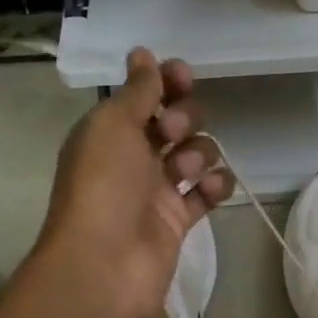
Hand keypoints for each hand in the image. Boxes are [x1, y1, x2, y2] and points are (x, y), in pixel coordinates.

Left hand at [30, 48, 233, 317]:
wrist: (104, 264)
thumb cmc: (104, 185)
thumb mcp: (113, 125)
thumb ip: (137, 90)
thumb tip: (143, 53)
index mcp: (110, 131)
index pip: (145, 96)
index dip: (166, 83)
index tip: (182, 76)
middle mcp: (133, 157)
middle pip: (175, 122)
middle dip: (184, 118)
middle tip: (171, 133)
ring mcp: (157, 190)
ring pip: (195, 154)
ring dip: (199, 152)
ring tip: (185, 171)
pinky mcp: (178, 220)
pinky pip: (207, 191)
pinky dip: (214, 185)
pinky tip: (209, 188)